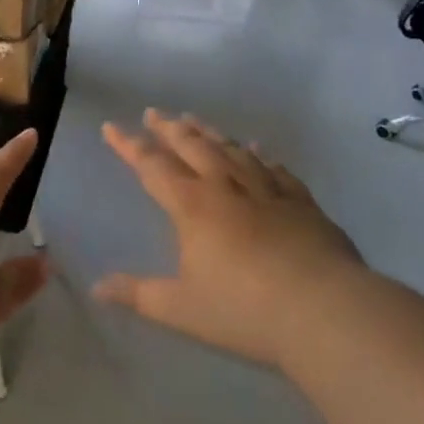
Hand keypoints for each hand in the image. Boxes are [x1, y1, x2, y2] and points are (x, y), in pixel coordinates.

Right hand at [93, 111, 365, 368]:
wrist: (325, 310)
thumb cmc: (244, 310)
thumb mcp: (182, 310)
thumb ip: (139, 295)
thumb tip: (98, 287)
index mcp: (191, 205)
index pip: (152, 165)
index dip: (128, 145)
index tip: (111, 127)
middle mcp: (224, 185)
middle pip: (190, 145)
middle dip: (168, 128)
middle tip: (154, 112)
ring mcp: (265, 189)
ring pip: (230, 149)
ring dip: (208, 132)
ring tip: (193, 119)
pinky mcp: (300, 201)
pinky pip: (274, 168)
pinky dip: (259, 155)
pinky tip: (256, 149)